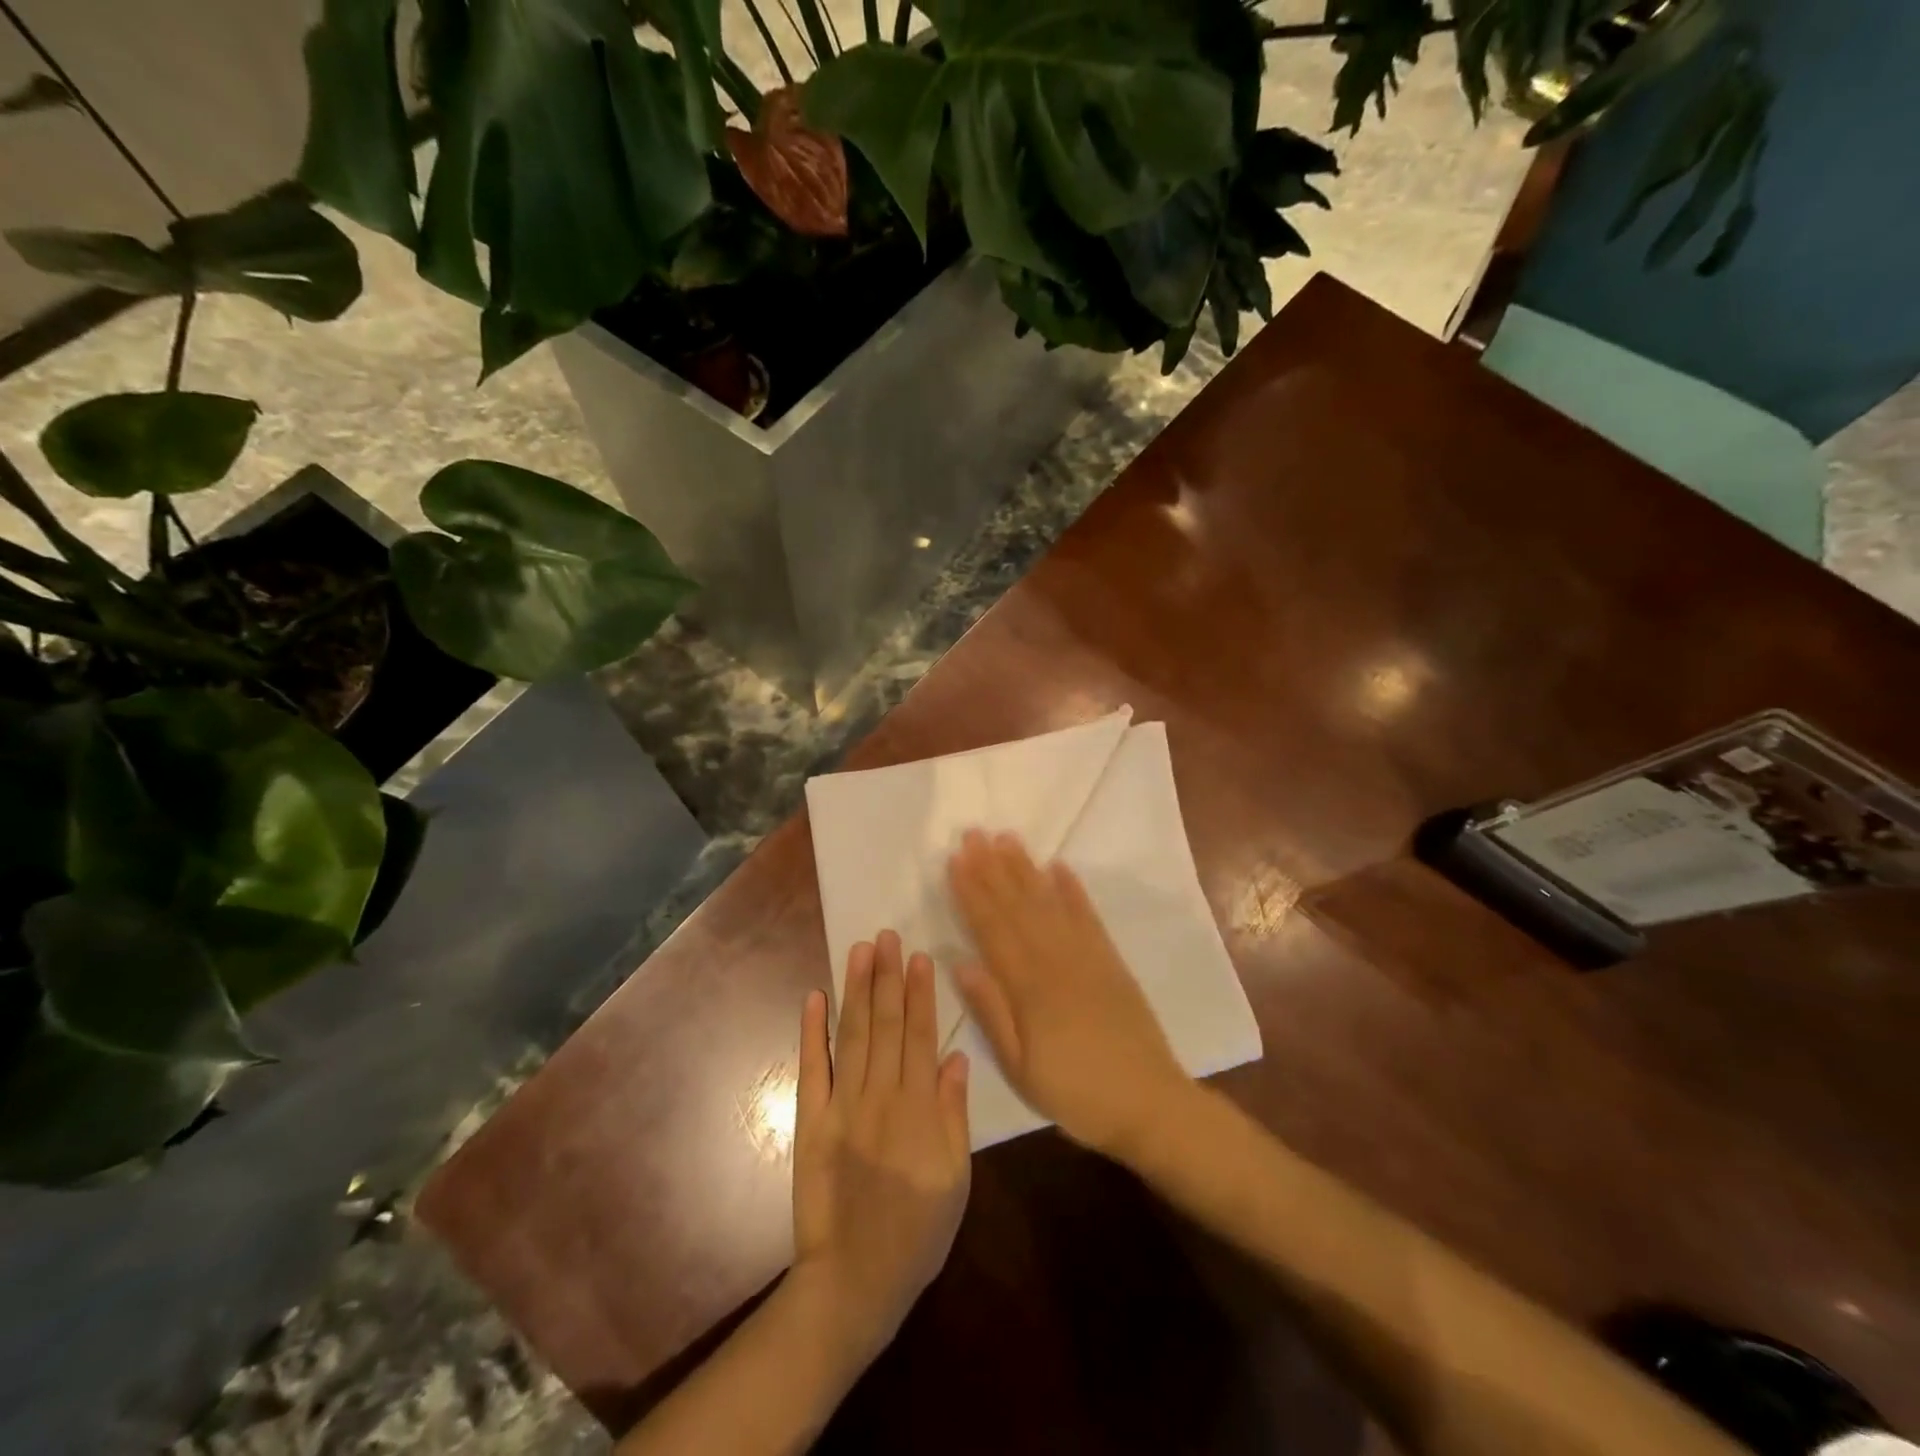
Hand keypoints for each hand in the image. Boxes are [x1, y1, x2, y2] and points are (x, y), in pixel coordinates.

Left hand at [791, 931, 971, 1364]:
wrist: (855, 1282)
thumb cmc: (918, 1232)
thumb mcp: (956, 1180)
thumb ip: (954, 1115)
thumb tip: (955, 1057)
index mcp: (919, 1109)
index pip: (922, 1037)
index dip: (921, 994)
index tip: (918, 956)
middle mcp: (880, 1097)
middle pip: (887, 1025)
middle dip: (887, 977)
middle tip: (887, 936)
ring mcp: (842, 1107)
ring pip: (853, 1036)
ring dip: (856, 990)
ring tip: (860, 950)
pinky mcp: (811, 1122)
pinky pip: (812, 1069)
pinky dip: (811, 1032)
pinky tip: (814, 997)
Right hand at [948, 830, 1192, 1158]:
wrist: (1151, 1104)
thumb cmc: (1076, 1094)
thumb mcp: (1021, 1068)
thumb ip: (992, 1012)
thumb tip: (960, 962)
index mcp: (1030, 987)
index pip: (992, 929)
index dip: (972, 893)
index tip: (955, 860)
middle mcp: (1057, 960)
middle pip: (1018, 906)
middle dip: (992, 868)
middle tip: (974, 834)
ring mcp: (1087, 957)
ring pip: (1049, 903)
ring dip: (1026, 869)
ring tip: (1007, 839)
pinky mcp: (1111, 961)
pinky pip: (1088, 917)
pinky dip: (1073, 890)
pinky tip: (1059, 868)